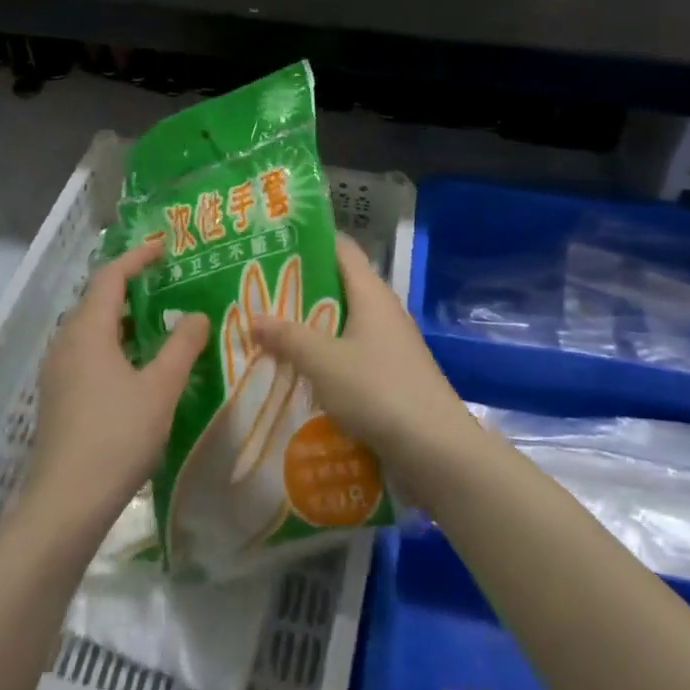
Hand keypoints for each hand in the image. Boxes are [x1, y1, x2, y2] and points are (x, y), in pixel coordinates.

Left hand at [23, 242, 207, 535]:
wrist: (65, 504)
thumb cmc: (117, 436)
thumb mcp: (161, 388)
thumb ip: (182, 346)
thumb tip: (197, 315)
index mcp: (87, 331)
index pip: (111, 277)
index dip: (137, 258)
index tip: (164, 248)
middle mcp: (66, 343)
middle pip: (97, 300)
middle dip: (131, 287)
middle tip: (167, 284)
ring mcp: (57, 373)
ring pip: (91, 331)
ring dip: (123, 320)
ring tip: (158, 323)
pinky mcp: (57, 398)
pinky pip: (87, 354)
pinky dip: (114, 346)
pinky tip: (137, 368)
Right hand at [252, 235, 474, 481]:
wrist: (435, 448)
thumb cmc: (377, 390)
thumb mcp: (323, 362)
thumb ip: (288, 337)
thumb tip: (254, 317)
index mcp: (371, 293)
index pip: (341, 248)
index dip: (310, 241)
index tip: (275, 243)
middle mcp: (383, 310)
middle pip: (339, 286)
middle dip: (301, 289)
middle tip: (259, 292)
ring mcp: (391, 344)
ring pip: (344, 323)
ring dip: (311, 326)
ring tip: (270, 332)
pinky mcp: (392, 374)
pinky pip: (352, 353)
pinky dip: (327, 356)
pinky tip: (300, 372)